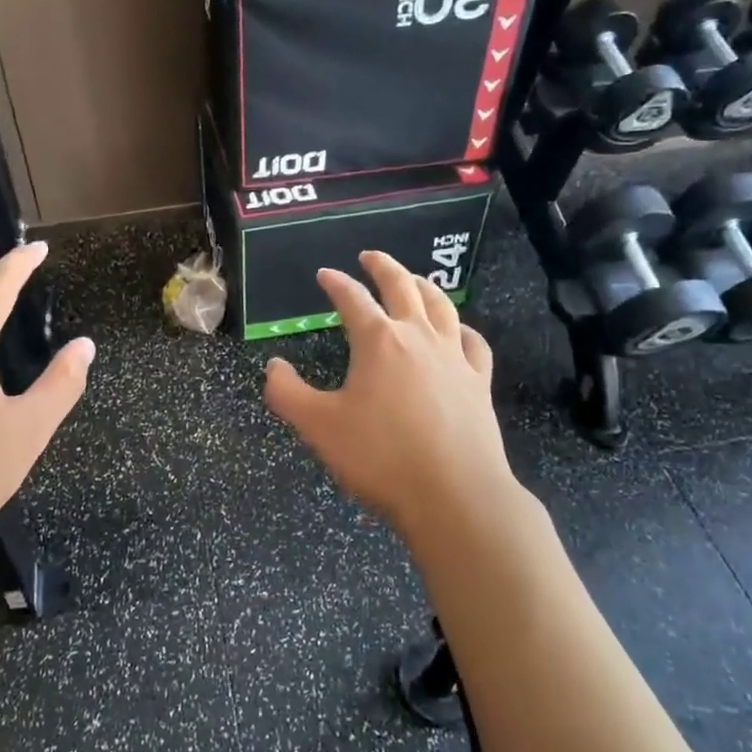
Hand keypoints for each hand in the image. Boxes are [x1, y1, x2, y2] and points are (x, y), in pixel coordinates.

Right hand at [263, 251, 514, 543]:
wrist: (455, 495)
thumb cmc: (381, 457)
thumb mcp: (319, 427)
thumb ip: (287, 393)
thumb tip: (272, 366)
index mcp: (378, 341)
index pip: (352, 299)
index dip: (336, 283)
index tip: (324, 274)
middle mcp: (419, 337)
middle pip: (402, 287)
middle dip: (383, 267)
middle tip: (370, 256)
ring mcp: (454, 358)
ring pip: (441, 306)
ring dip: (424, 286)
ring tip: (414, 279)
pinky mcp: (479, 382)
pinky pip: (473, 343)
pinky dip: (462, 329)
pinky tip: (459, 331)